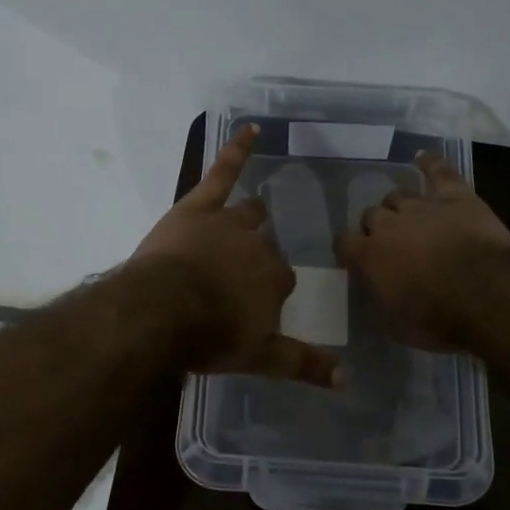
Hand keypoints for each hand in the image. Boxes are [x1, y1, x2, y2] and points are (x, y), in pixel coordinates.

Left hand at [130, 125, 340, 387]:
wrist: (162, 311)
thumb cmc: (209, 336)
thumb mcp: (259, 357)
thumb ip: (303, 363)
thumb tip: (347, 380)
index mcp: (275, 279)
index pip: (281, 280)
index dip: (268, 291)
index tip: (253, 305)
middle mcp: (259, 245)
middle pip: (266, 248)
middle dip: (256, 258)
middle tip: (239, 275)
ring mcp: (230, 222)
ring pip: (249, 213)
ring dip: (251, 218)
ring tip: (251, 217)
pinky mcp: (199, 206)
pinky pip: (224, 171)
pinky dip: (238, 150)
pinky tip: (251, 129)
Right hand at [336, 152, 509, 352]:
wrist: (487, 296)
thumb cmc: (439, 319)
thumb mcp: (397, 325)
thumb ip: (381, 299)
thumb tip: (378, 290)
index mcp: (369, 256)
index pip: (343, 242)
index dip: (348, 248)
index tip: (354, 257)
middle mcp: (388, 225)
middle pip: (371, 215)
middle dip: (377, 227)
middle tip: (392, 244)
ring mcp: (421, 206)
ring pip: (398, 195)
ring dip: (400, 206)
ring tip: (410, 217)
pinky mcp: (455, 196)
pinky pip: (438, 171)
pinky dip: (430, 164)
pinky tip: (424, 158)